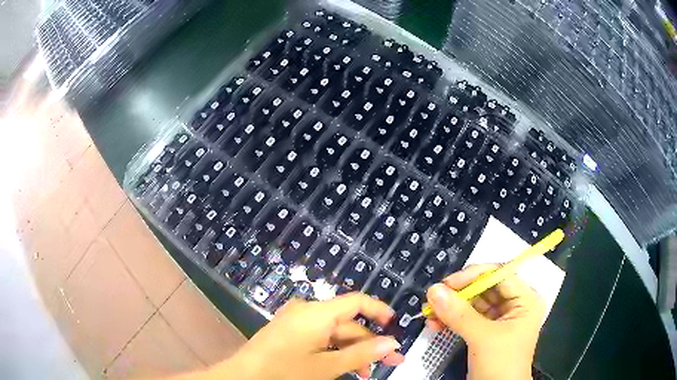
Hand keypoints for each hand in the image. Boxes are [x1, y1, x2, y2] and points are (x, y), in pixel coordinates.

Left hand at [208, 293, 404, 379]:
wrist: (244, 377)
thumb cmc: (285, 371)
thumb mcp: (327, 366)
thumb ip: (362, 354)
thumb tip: (393, 343)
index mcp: (317, 313)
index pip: (356, 301)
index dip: (379, 311)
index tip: (395, 326)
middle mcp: (308, 311)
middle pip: (348, 323)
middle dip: (370, 343)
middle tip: (390, 362)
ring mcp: (297, 322)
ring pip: (335, 334)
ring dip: (353, 351)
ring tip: (366, 373)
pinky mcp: (291, 332)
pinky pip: (320, 338)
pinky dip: (335, 351)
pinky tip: (345, 367)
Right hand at [426, 265, 544, 379]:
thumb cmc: (501, 364)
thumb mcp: (482, 338)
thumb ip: (459, 314)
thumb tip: (433, 290)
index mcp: (525, 300)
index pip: (499, 275)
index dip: (473, 276)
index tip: (447, 284)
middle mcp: (515, 305)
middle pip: (484, 288)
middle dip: (458, 294)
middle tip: (433, 298)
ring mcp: (500, 319)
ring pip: (473, 303)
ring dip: (451, 308)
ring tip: (430, 313)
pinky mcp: (486, 331)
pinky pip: (468, 318)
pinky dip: (452, 319)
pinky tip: (436, 323)